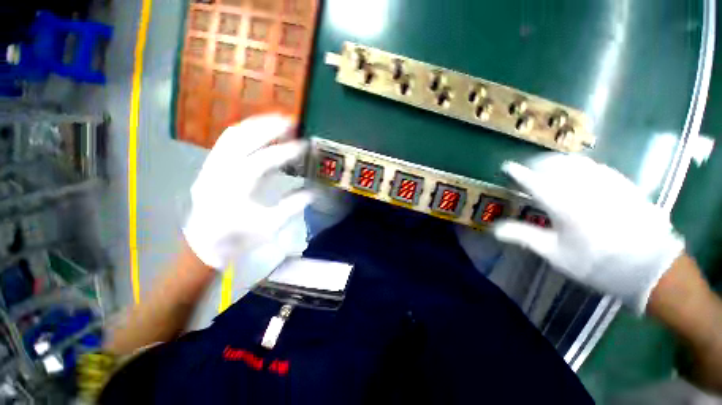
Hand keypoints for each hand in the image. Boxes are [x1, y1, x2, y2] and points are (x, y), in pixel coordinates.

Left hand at [183, 115, 312, 269]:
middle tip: (291, 121)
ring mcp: (211, 167)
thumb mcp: (270, 227)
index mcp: (234, 192)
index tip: (303, 145)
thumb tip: (312, 192)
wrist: (206, 243)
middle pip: (242, 140)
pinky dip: (245, 131)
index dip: (284, 152)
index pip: (261, 163)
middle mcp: (218, 174)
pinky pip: (226, 141)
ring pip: (232, 136)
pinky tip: (260, 129)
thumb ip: (291, 207)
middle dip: (268, 127)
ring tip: (277, 119)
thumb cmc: (240, 238)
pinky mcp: (210, 165)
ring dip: (256, 124)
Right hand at [494, 154, 684, 314]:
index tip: (506, 166)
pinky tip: (577, 171)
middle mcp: (582, 187)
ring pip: (575, 161)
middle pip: (553, 165)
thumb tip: (494, 229)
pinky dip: (578, 164)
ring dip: (556, 161)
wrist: (650, 267)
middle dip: (536, 163)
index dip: (517, 173)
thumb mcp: (555, 253)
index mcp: (562, 204)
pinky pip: (594, 166)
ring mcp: (605, 182)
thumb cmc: (596, 262)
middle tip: (527, 167)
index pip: (532, 181)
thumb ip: (523, 236)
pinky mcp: (622, 184)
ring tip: (547, 165)